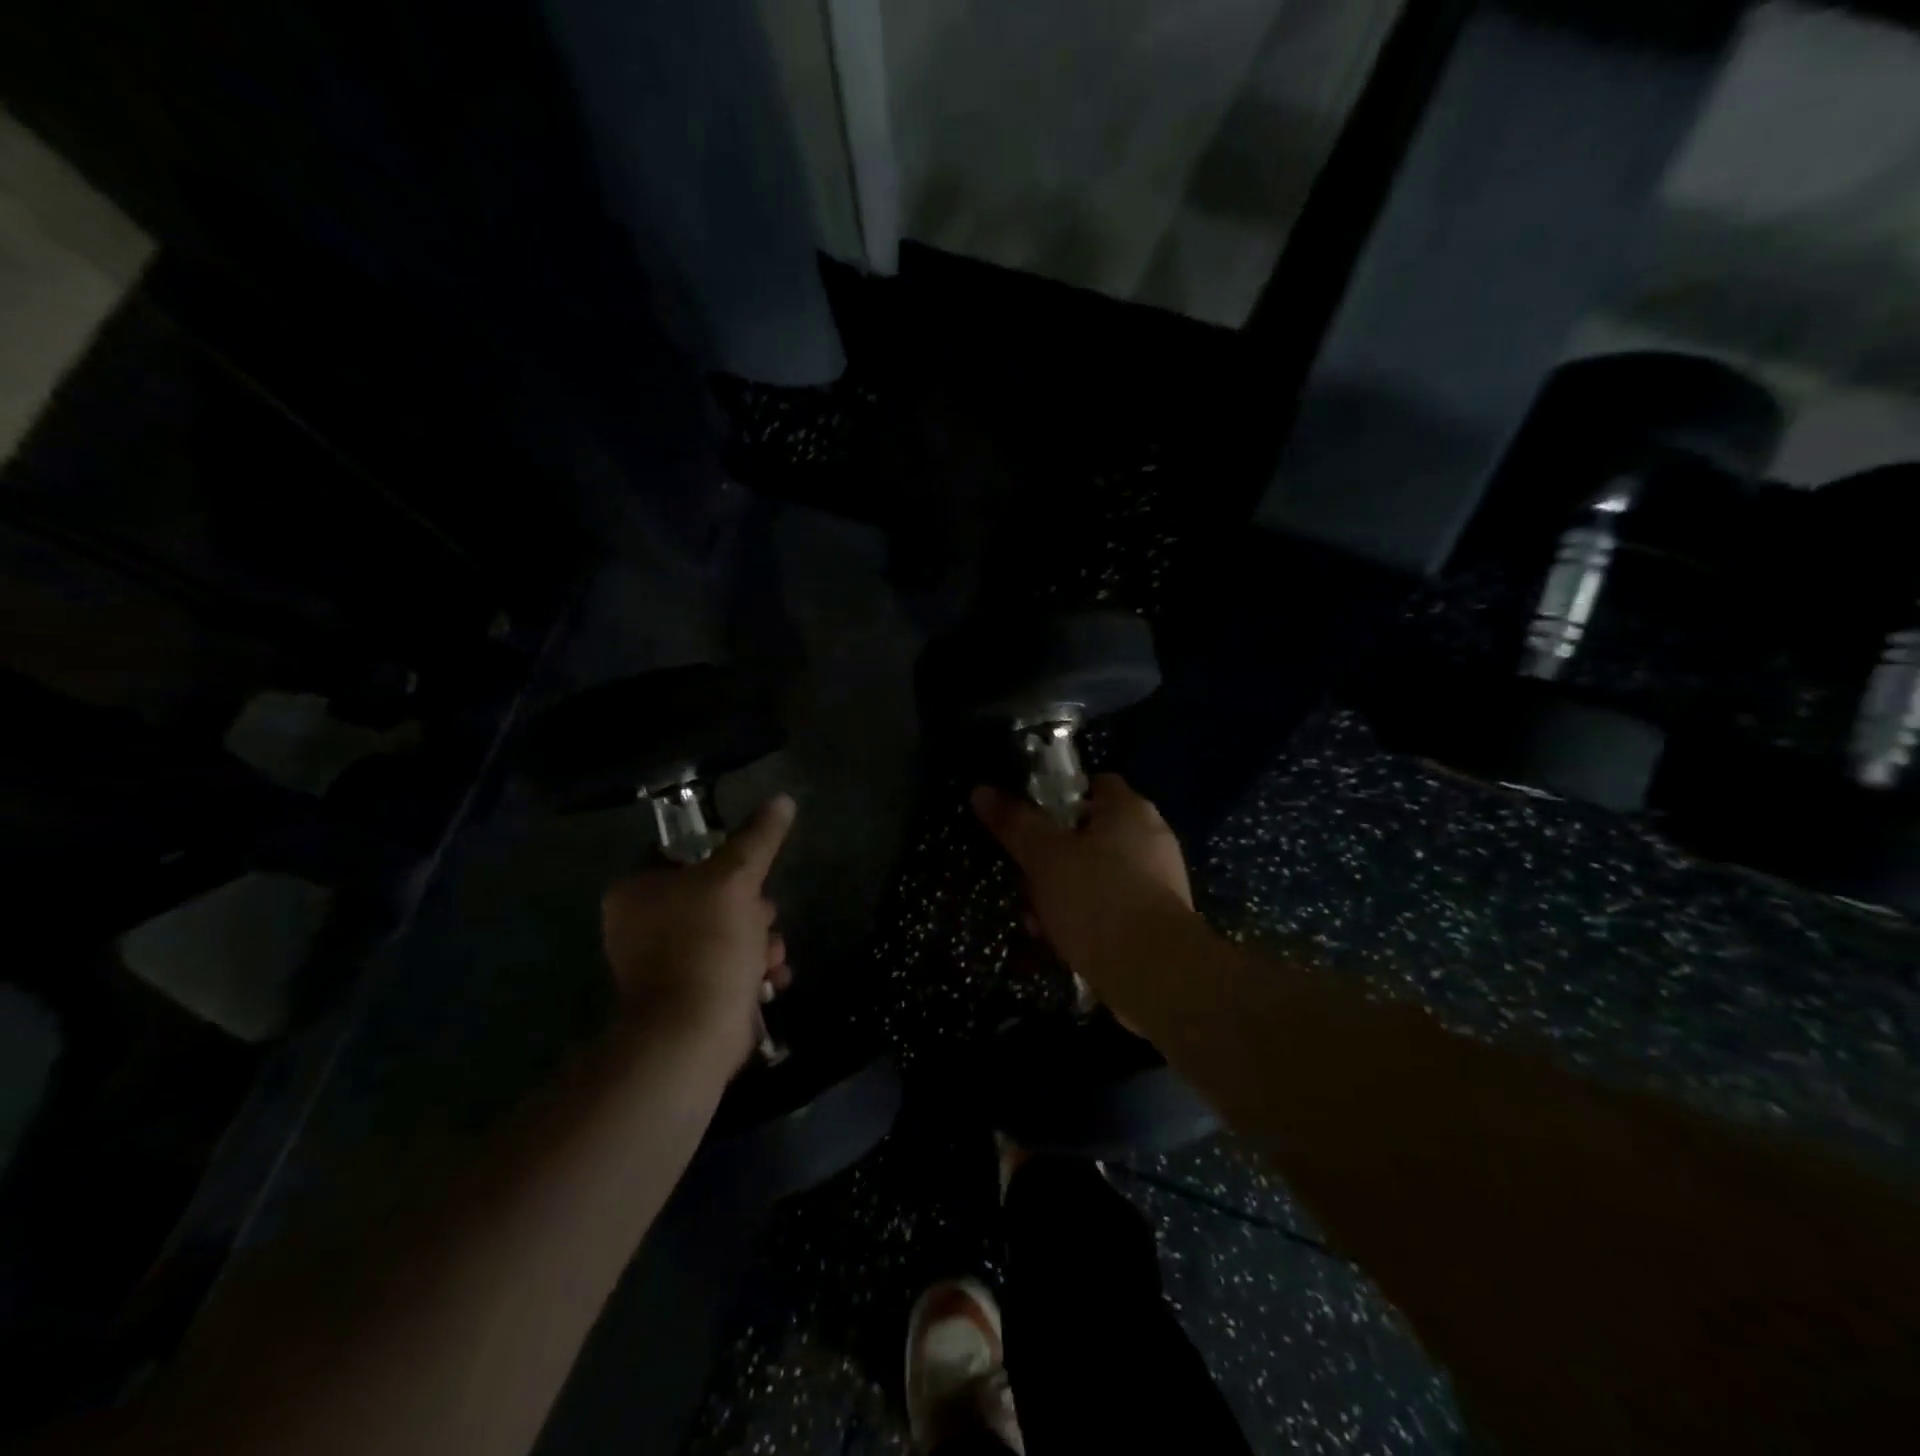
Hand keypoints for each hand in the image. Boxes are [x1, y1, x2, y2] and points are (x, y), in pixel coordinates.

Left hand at [601, 794, 795, 1066]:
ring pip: (725, 931)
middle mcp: (640, 924)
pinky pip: (724, 966)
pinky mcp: (683, 994)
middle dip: (752, 908)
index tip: (752, 872)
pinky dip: (750, 969)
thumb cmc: (707, 944)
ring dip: (759, 941)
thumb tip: (782, 799)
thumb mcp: (738, 878)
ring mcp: (660, 962)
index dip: (723, 858)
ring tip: (772, 957)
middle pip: (711, 894)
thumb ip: (759, 838)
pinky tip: (771, 979)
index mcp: (636, 890)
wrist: (692, 1034)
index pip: (683, 854)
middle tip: (765, 919)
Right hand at [971, 774, 1192, 978]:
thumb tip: (981, 791)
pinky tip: (1059, 941)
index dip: (1058, 797)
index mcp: (1130, 809)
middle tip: (1024, 877)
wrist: (1154, 973)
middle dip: (1050, 857)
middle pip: (1088, 834)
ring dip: (1061, 893)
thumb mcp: (1044, 856)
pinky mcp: (1157, 920)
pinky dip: (1084, 918)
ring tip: (1035, 919)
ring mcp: (1157, 880)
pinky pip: (1110, 907)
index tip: (1030, 820)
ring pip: (1095, 875)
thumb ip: (1015, 822)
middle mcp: (1150, 837)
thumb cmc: (1097, 898)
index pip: (1094, 784)